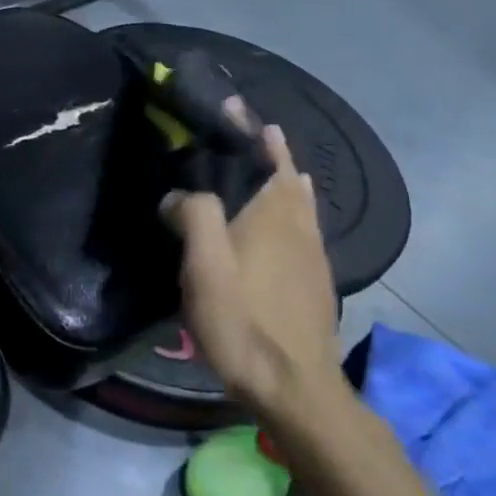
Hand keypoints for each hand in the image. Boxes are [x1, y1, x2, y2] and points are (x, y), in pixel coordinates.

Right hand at [161, 111, 344, 433]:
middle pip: (287, 176)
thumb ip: (193, 214)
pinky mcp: (316, 282)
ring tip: (272, 166)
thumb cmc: (243, 319)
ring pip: (301, 203)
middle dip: (270, 151)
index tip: (235, 108)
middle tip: (249, 133)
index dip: (250, 131)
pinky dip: (294, 209)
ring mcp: (314, 255)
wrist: (294, 386)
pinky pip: (305, 228)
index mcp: (272, 213)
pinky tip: (284, 223)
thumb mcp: (205, 264)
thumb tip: (179, 193)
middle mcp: (299, 225)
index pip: (265, 157)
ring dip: (285, 179)